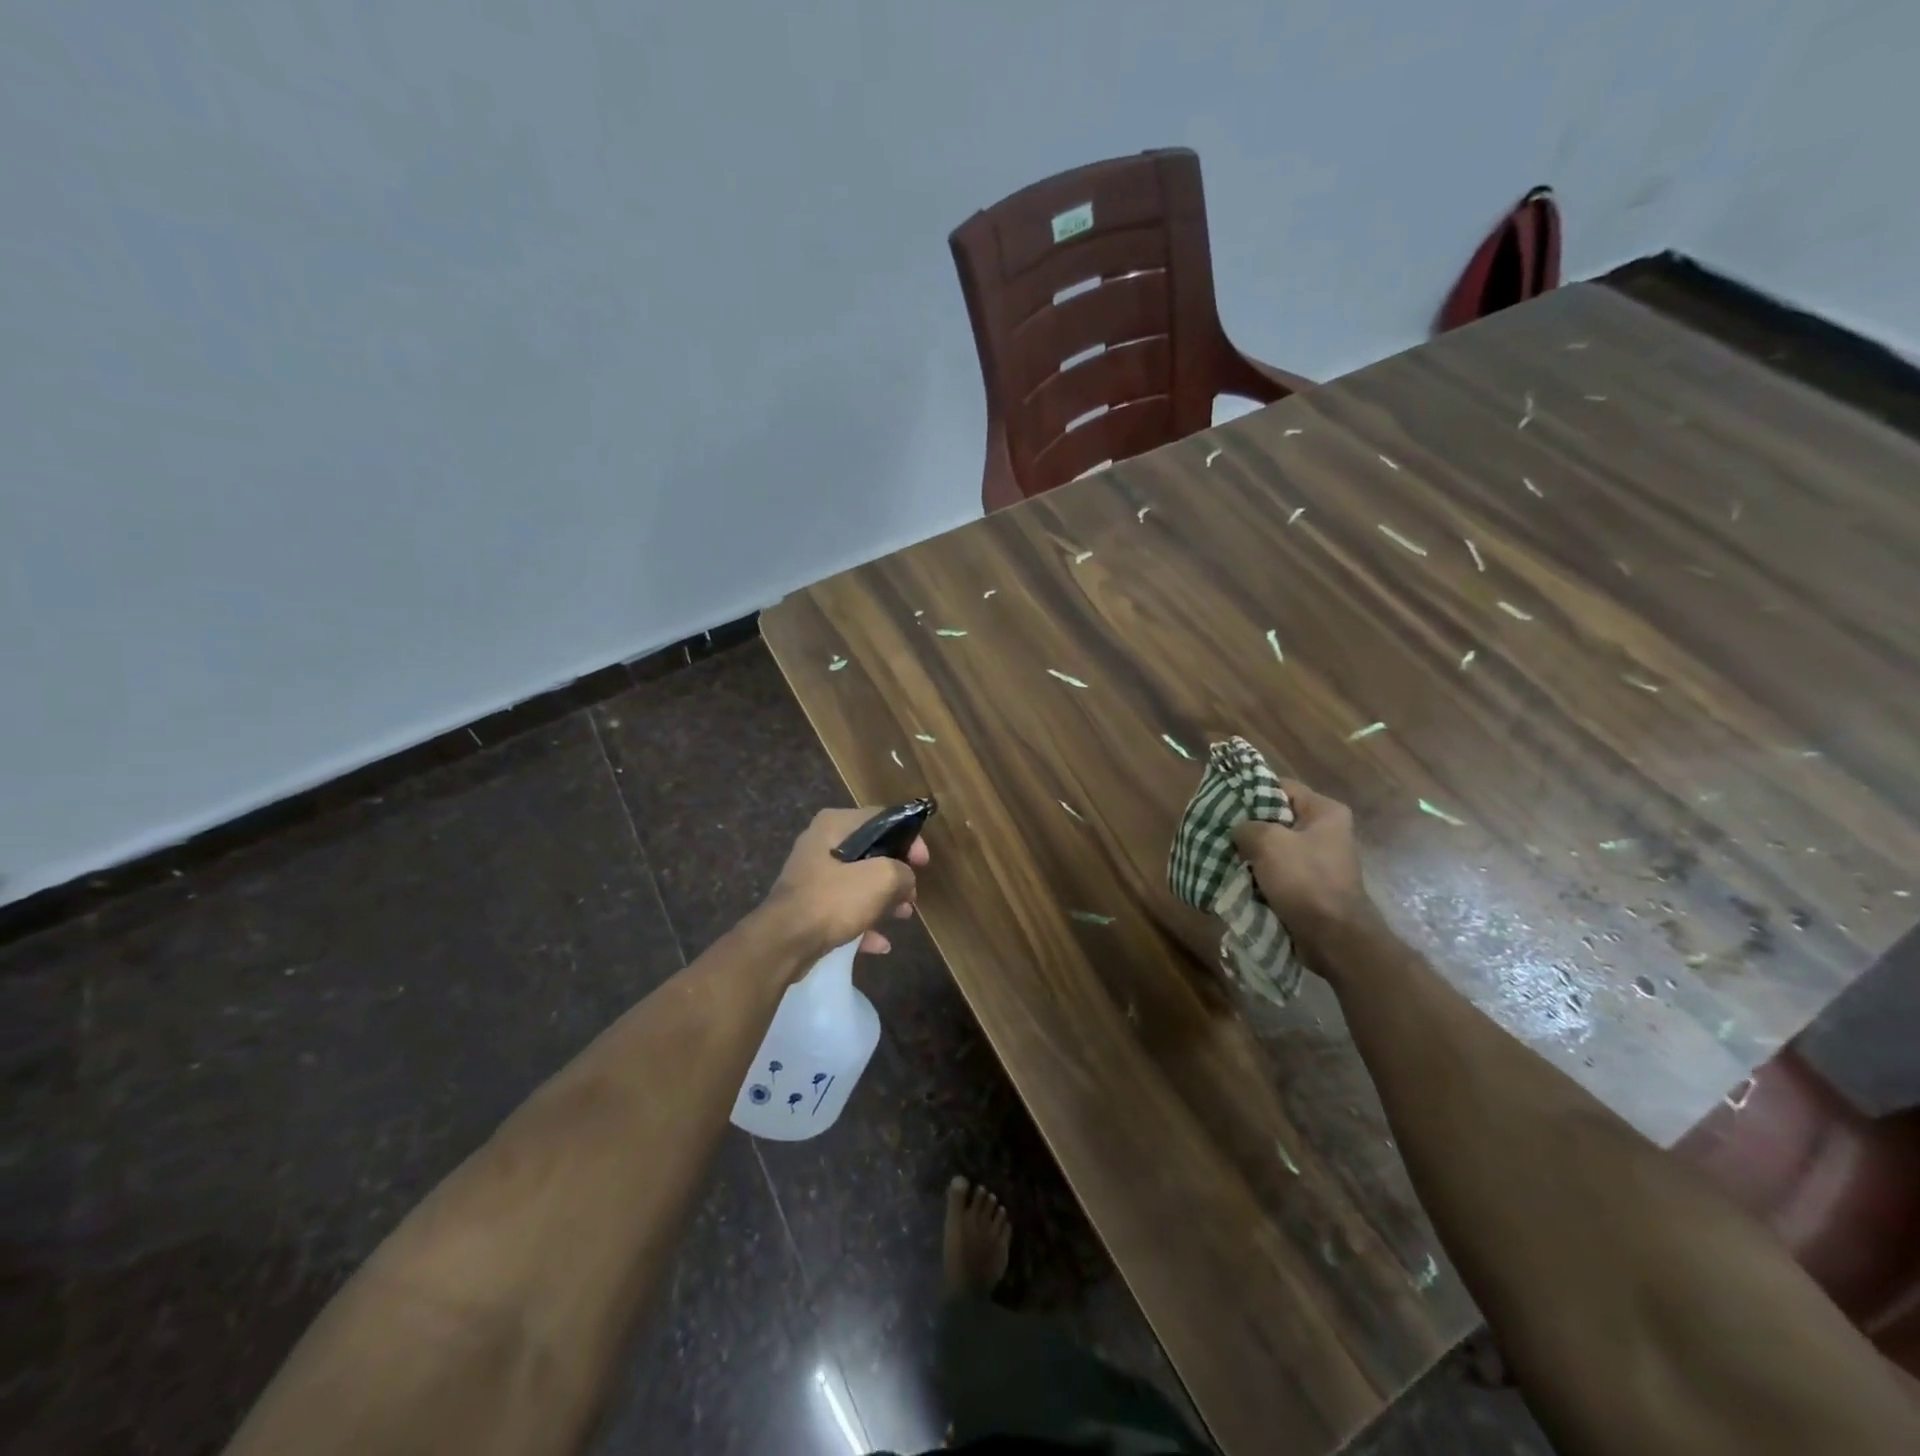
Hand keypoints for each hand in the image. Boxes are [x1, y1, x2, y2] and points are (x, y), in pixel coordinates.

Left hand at [760, 807, 927, 961]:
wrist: (783, 942)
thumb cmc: (833, 899)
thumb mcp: (881, 879)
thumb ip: (903, 872)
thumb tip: (905, 880)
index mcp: (834, 825)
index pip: (882, 819)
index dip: (909, 838)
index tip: (923, 864)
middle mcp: (820, 843)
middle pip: (870, 852)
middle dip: (896, 874)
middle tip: (912, 894)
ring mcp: (812, 876)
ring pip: (857, 882)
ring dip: (883, 899)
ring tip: (903, 916)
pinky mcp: (807, 905)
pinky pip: (843, 909)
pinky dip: (863, 922)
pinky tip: (880, 943)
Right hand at [1231, 779, 1376, 951]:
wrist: (1333, 938)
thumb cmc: (1305, 880)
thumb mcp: (1268, 843)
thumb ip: (1246, 826)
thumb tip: (1240, 831)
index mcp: (1325, 812)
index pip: (1281, 786)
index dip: (1251, 791)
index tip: (1223, 801)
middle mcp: (1326, 831)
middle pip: (1277, 817)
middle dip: (1248, 825)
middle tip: (1219, 830)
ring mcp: (1319, 860)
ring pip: (1275, 846)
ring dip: (1251, 853)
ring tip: (1223, 854)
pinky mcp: (1311, 885)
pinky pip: (1278, 870)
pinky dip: (1259, 874)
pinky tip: (1238, 878)